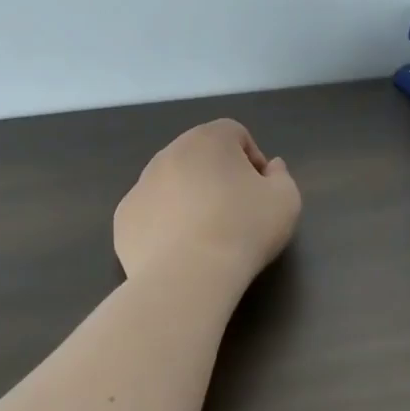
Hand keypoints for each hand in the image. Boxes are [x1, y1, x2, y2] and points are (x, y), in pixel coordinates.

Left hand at [114, 119, 301, 285]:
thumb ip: (281, 176)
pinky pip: (150, 212)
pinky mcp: (123, 218)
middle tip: (234, 212)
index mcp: (209, 139)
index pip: (235, 134)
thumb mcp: (286, 200)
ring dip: (188, 198)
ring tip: (205, 235)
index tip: (260, 191)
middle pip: (199, 156)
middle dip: (217, 176)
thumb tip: (270, 168)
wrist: (188, 276)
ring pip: (171, 183)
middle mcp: (169, 153)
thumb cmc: (244, 229)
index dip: (252, 159)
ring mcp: (140, 184)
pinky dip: (164, 224)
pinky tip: (179, 251)